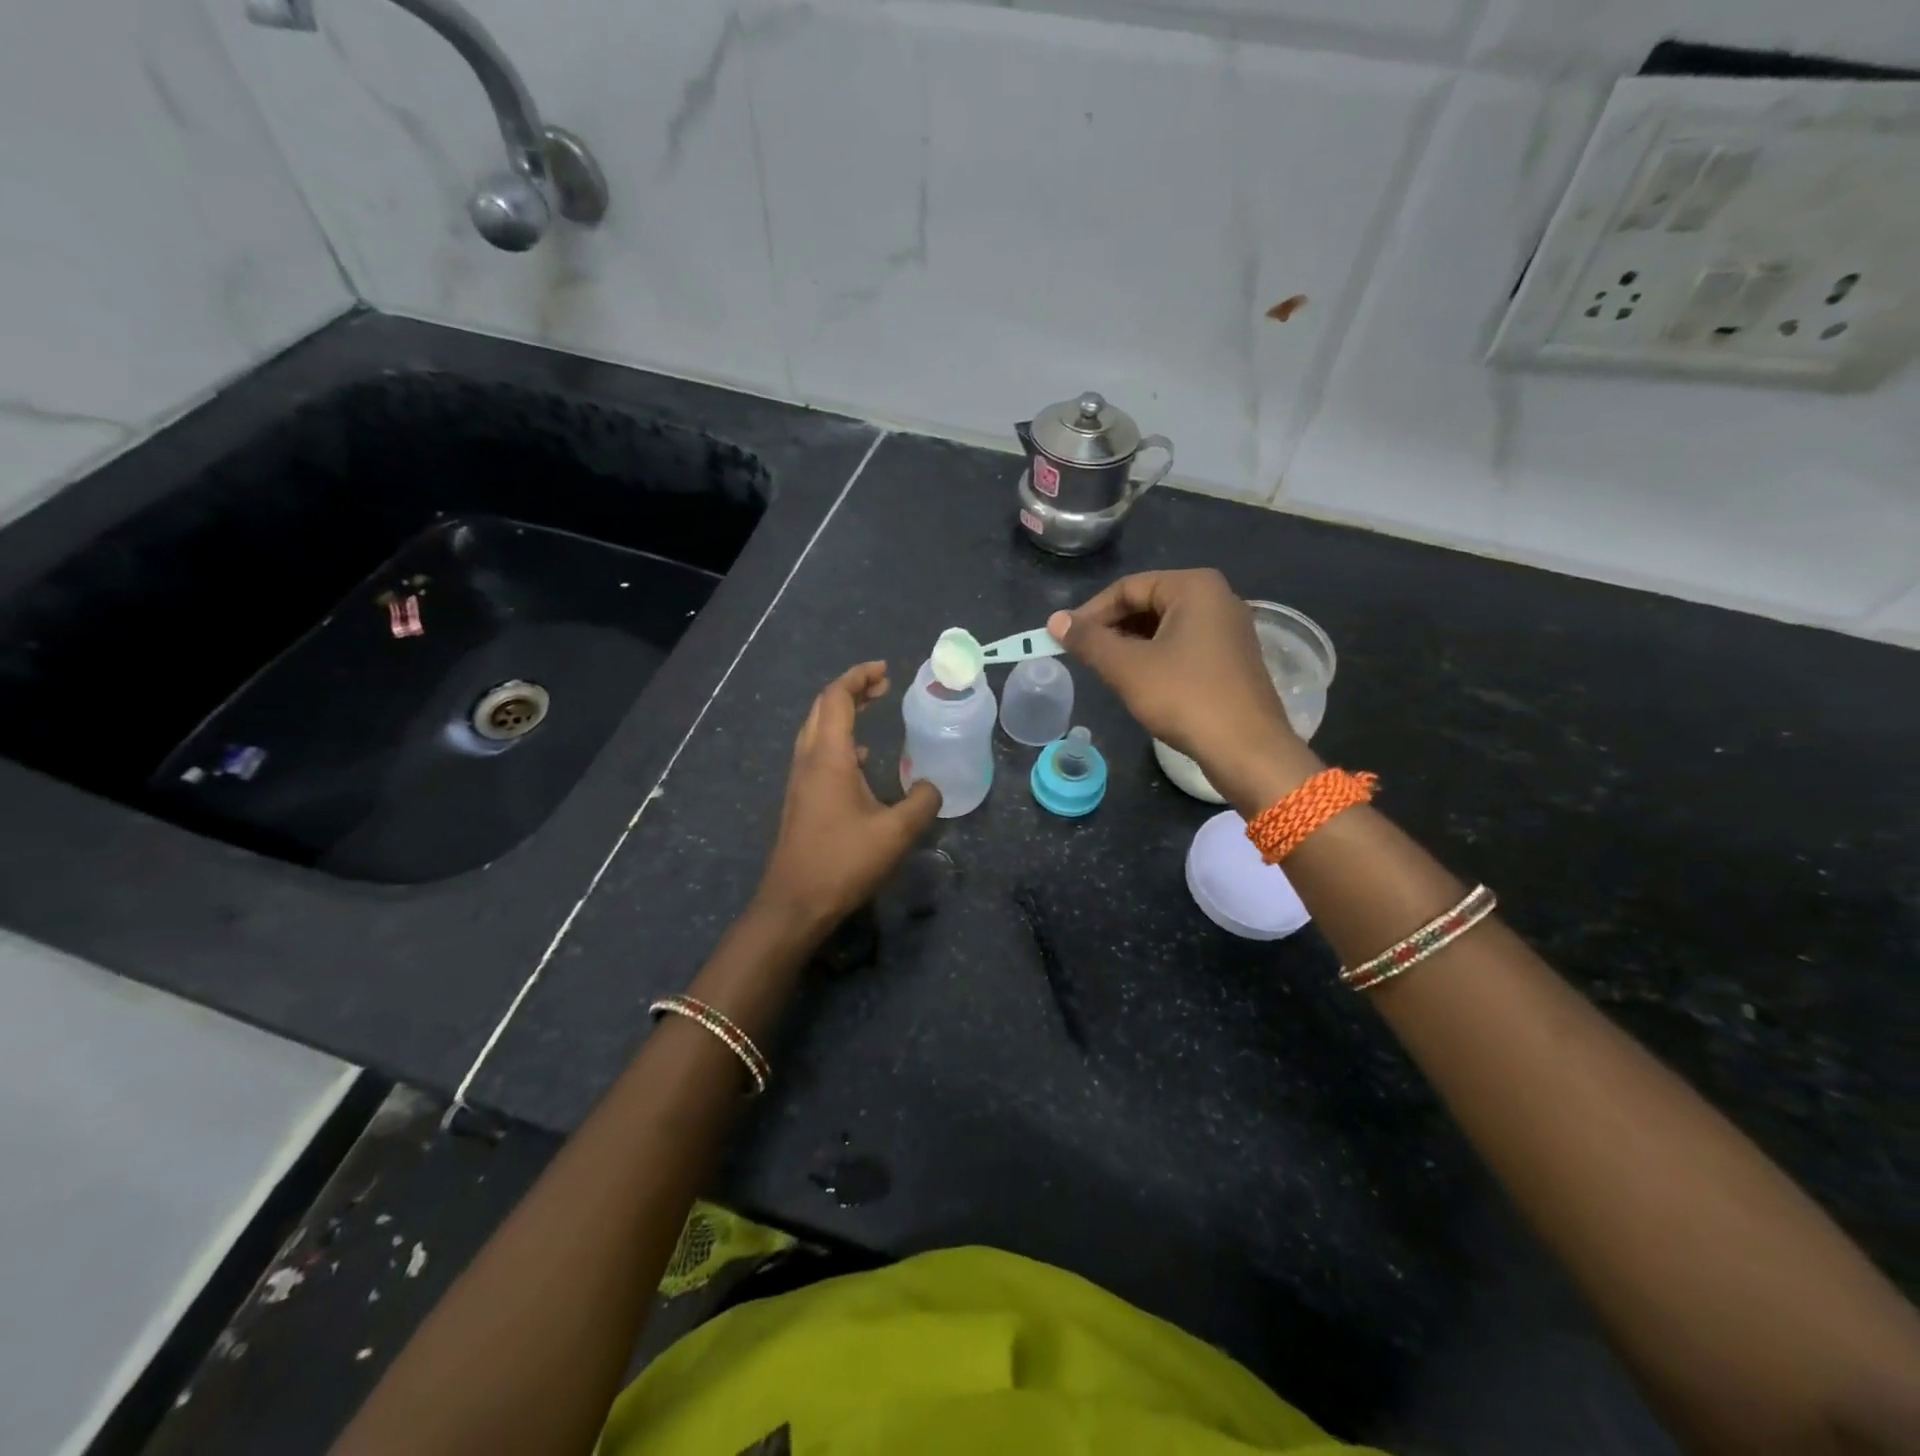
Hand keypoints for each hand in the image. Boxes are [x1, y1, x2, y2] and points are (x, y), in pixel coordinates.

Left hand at [754, 662, 941, 938]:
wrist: (794, 903)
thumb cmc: (843, 861)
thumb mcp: (896, 833)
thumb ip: (922, 803)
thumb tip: (933, 787)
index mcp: (828, 757)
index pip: (837, 698)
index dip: (859, 677)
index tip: (885, 671)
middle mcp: (808, 760)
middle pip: (822, 708)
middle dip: (851, 690)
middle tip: (882, 687)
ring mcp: (800, 781)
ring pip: (816, 730)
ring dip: (842, 714)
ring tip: (873, 712)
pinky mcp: (800, 800)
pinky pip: (817, 754)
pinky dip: (839, 742)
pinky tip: (861, 761)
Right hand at [1049, 569, 1320, 814]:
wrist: (1247, 749)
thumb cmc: (1185, 698)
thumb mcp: (1127, 668)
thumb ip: (1089, 641)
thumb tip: (1055, 621)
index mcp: (1194, 587)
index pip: (1128, 587)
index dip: (1091, 612)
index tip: (1064, 639)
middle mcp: (1217, 598)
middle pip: (1148, 604)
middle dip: (1112, 629)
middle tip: (1084, 656)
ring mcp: (1228, 629)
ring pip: (1165, 627)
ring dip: (1131, 646)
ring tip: (1107, 672)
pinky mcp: (1232, 658)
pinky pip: (1183, 646)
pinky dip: (1156, 658)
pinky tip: (1140, 683)